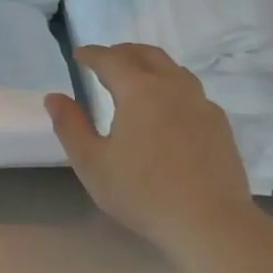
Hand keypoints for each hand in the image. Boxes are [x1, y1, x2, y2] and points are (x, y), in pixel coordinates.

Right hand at [45, 43, 250, 249]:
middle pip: (147, 55)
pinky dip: (171, 87)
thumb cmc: (141, 192)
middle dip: (122, 52)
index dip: (92, 54)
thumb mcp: (92, 163)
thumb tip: (54, 97)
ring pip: (173, 70)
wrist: (208, 221)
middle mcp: (173, 87)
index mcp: (139, 91)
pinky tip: (167, 110)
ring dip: (150, 66)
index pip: (111, 60)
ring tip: (136, 79)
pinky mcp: (219, 124)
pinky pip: (191, 92)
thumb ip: (70, 126)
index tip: (79, 54)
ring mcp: (202, 104)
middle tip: (105, 60)